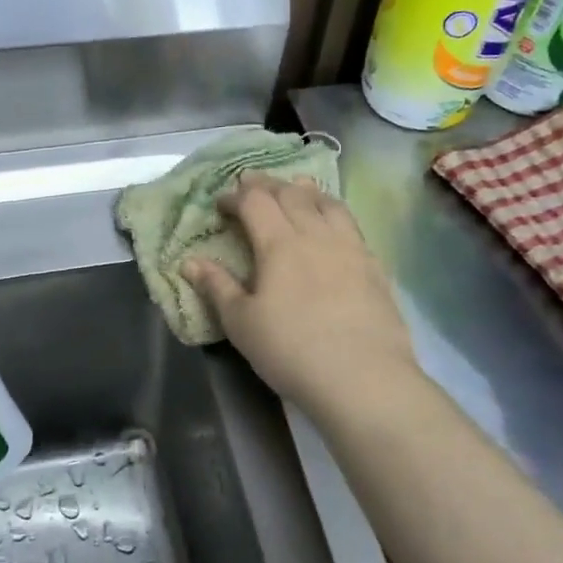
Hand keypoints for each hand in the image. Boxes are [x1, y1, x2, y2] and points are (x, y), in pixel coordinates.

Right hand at [185, 175, 419, 423]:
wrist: (363, 378)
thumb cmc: (291, 350)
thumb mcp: (241, 323)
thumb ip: (216, 286)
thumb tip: (189, 261)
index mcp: (279, 243)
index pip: (255, 201)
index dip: (236, 196)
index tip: (221, 203)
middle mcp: (316, 234)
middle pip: (291, 194)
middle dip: (268, 185)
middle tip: (252, 185)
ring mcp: (350, 247)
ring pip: (327, 202)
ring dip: (305, 191)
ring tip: (296, 190)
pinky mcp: (374, 265)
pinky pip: (351, 224)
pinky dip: (333, 212)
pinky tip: (332, 226)